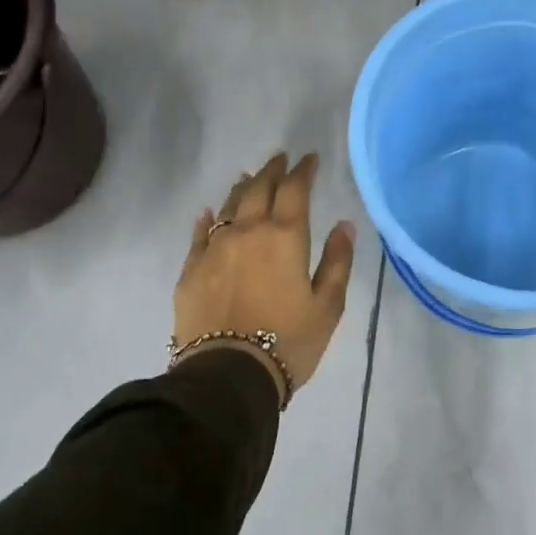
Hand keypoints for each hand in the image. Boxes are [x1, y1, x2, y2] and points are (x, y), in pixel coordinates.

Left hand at [174, 152, 356, 401]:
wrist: (228, 375)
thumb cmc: (288, 342)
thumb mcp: (328, 306)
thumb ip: (338, 261)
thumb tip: (344, 225)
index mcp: (285, 236)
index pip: (295, 189)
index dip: (303, 170)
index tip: (309, 159)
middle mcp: (248, 231)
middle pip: (259, 188)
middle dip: (272, 170)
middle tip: (280, 159)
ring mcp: (215, 248)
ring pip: (229, 205)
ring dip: (242, 188)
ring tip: (249, 177)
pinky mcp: (191, 269)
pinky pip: (199, 233)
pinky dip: (207, 218)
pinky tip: (209, 212)